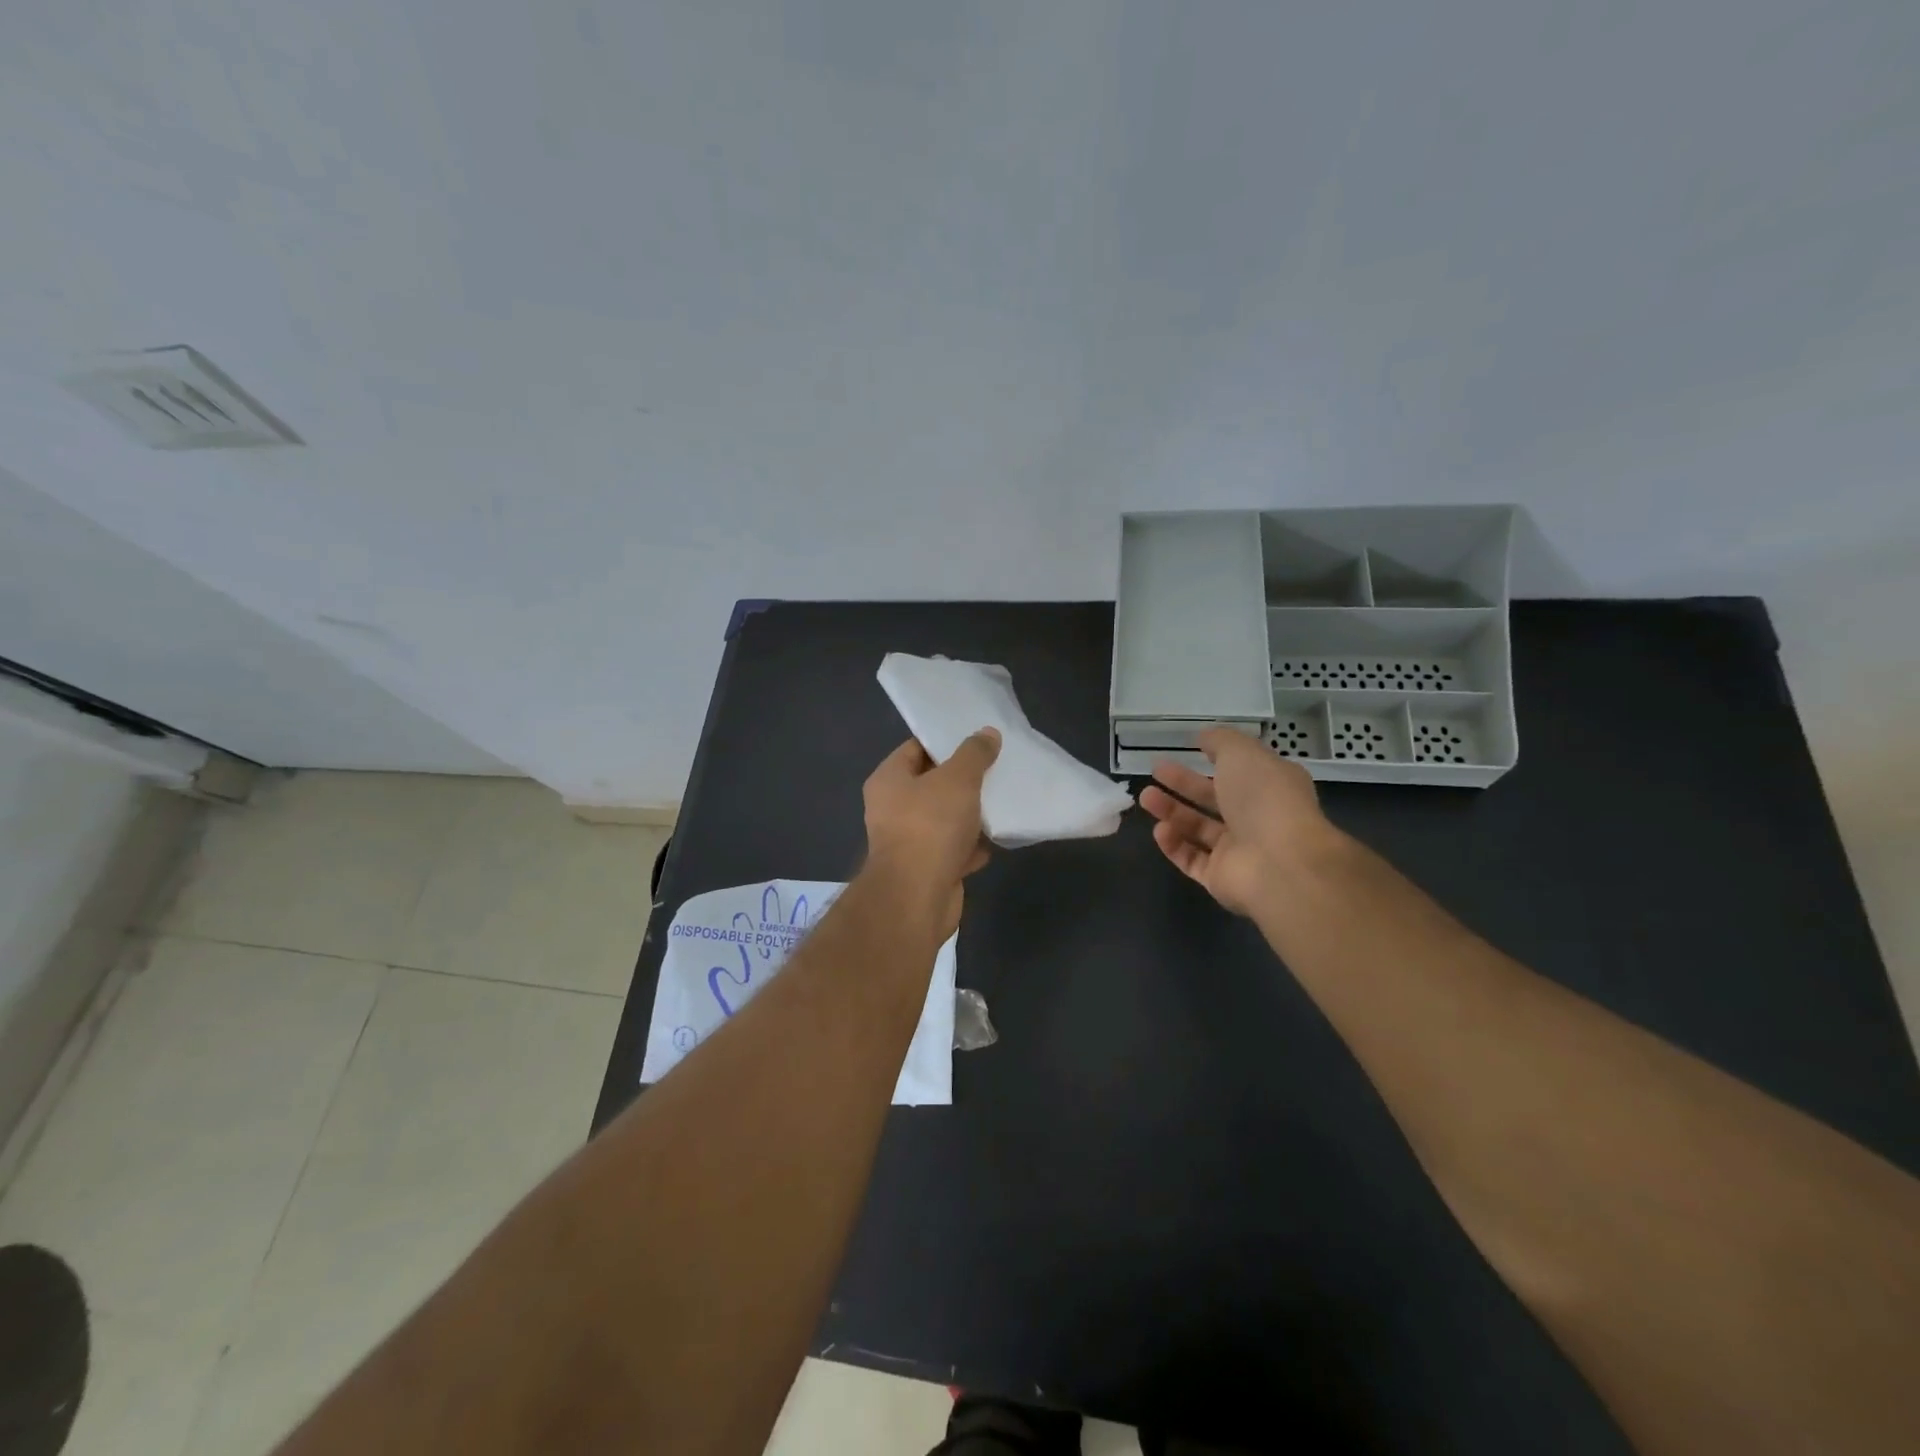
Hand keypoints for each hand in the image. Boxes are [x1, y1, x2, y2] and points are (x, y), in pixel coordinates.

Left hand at [862, 729, 1000, 936]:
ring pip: (946, 818)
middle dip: (963, 778)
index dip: (944, 741)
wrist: (918, 896)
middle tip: (996, 765)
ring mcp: (910, 842)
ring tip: (1003, 797)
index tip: (976, 737)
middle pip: (932, 784)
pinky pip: (954, 849)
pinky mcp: (928, 869)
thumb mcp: (957, 779)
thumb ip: (974, 754)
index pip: (915, 748)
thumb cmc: (930, 826)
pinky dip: (973, 845)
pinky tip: (998, 836)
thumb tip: (987, 733)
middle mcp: (893, 809)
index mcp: (888, 780)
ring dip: (971, 813)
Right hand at [1139, 729, 1338, 915]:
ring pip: (1198, 829)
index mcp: (1270, 787)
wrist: (1280, 863)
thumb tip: (1203, 737)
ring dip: (1172, 812)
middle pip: (1214, 799)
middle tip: (1156, 770)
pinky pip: (1191, 860)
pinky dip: (1174, 845)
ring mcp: (1239, 851)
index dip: (1215, 758)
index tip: (1188, 748)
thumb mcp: (1242, 753)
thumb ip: (1220, 741)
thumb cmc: (1264, 798)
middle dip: (1184, 784)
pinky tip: (1160, 830)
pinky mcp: (1220, 879)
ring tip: (1145, 797)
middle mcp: (1256, 819)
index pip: (1240, 771)